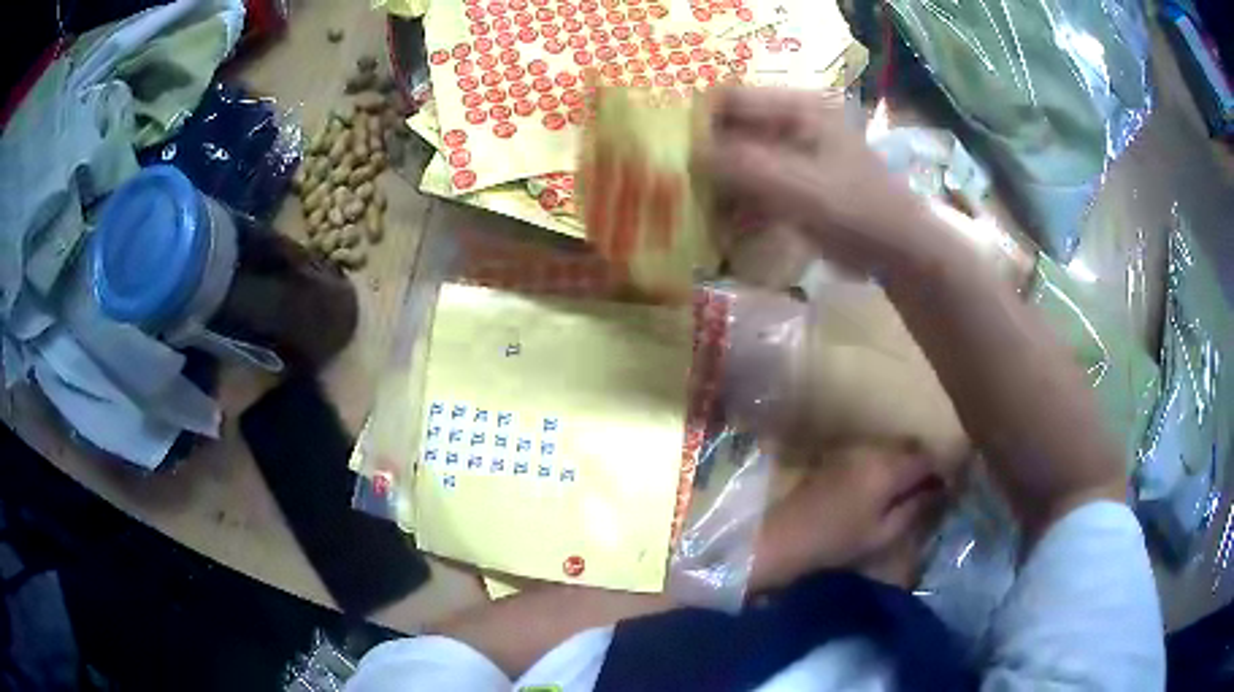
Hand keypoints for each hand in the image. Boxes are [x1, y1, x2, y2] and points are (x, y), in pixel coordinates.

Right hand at [696, 88, 931, 279]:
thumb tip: (687, 154)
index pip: (730, 99)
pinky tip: (722, 228)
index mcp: (797, 108)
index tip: (670, 153)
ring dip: (718, 187)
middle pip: (731, 131)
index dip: (698, 121)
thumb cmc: (855, 210)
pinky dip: (736, 205)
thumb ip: (744, 166)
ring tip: (696, 212)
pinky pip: (752, 187)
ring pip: (738, 162)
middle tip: (677, 187)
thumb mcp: (799, 186)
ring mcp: (792, 155)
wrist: (897, 251)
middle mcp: (791, 123)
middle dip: (705, 159)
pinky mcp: (794, 184)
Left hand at [750, 444, 950, 590]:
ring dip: (906, 462)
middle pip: (912, 447)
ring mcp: (854, 449)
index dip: (945, 469)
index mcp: (889, 467)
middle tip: (932, 488)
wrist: (783, 535)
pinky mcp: (838, 455)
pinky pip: (874, 452)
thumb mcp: (883, 533)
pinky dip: (887, 463)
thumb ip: (915, 508)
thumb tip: (939, 491)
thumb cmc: (836, 541)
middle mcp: (874, 449)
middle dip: (926, 463)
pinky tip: (885, 487)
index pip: (929, 457)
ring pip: (893, 447)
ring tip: (911, 489)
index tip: (952, 485)